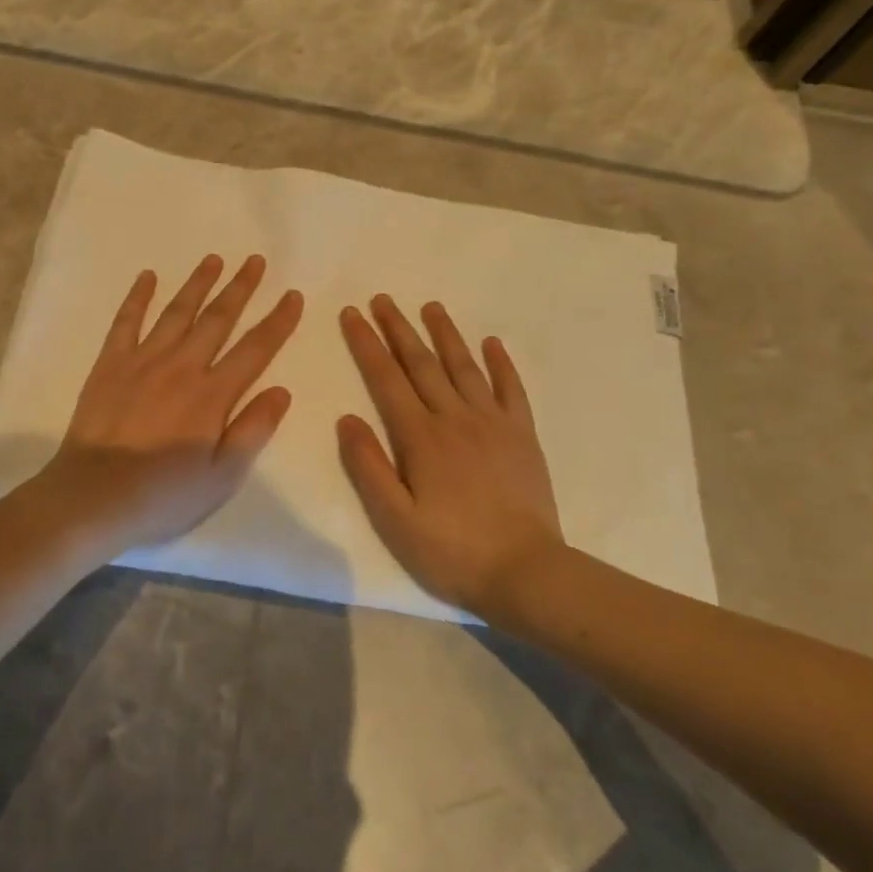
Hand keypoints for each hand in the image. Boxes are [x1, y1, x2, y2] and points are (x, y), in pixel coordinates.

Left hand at [39, 253, 303, 551]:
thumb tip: (282, 390)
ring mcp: (143, 361)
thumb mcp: (222, 476)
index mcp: (213, 395)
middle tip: (255, 260)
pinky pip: (126, 321)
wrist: (92, 497)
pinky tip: (147, 277)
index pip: (255, 349)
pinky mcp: (110, 364)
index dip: (277, 321)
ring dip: (198, 284)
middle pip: (218, 319)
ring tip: (214, 259)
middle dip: (240, 288)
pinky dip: (138, 297)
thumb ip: (253, 430)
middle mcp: (182, 366)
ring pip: (177, 312)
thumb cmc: (163, 494)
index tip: (292, 295)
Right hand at [338, 296, 568, 612]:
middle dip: (399, 329)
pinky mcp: (522, 436)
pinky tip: (491, 343)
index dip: (367, 344)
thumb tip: (346, 418)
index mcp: (420, 437)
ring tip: (431, 306)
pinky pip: (511, 389)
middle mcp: (455, 418)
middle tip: (382, 299)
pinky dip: (501, 364)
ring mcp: (493, 423)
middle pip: (422, 364)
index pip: (386, 379)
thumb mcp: (395, 519)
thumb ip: (368, 466)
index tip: (352, 314)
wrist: (525, 572)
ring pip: (464, 367)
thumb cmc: (451, 550)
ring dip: (445, 334)